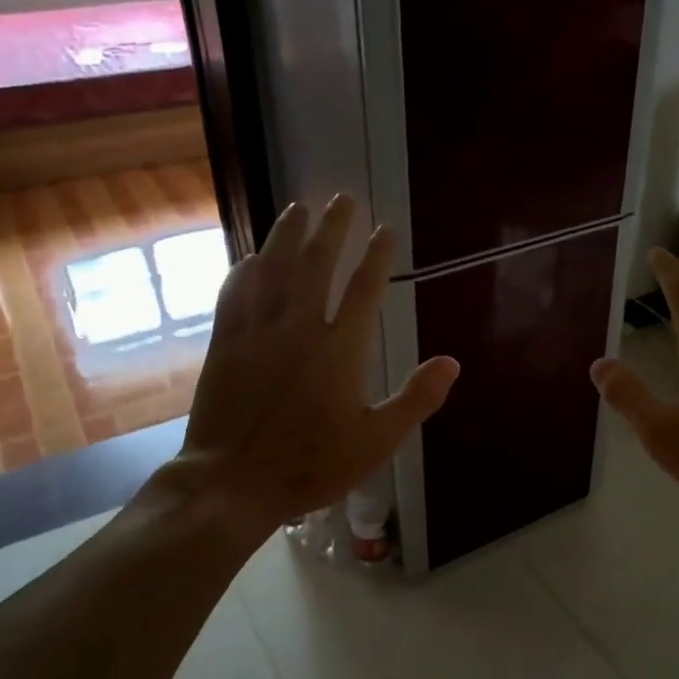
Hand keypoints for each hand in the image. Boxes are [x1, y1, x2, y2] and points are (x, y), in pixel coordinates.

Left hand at [171, 196, 459, 528]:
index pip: (364, 288)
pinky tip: (251, 258)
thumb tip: (452, 362)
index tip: (385, 230)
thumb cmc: (312, 465)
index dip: (377, 256)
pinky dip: (245, 270)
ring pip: (273, 269)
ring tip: (299, 208)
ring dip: (288, 235)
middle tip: (342, 198)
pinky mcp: (226, 343)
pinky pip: (235, 294)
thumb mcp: (377, 441)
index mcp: (340, 349)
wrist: (234, 481)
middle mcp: (298, 327)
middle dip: (333, 229)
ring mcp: (257, 332)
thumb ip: (416, 399)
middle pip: (316, 264)